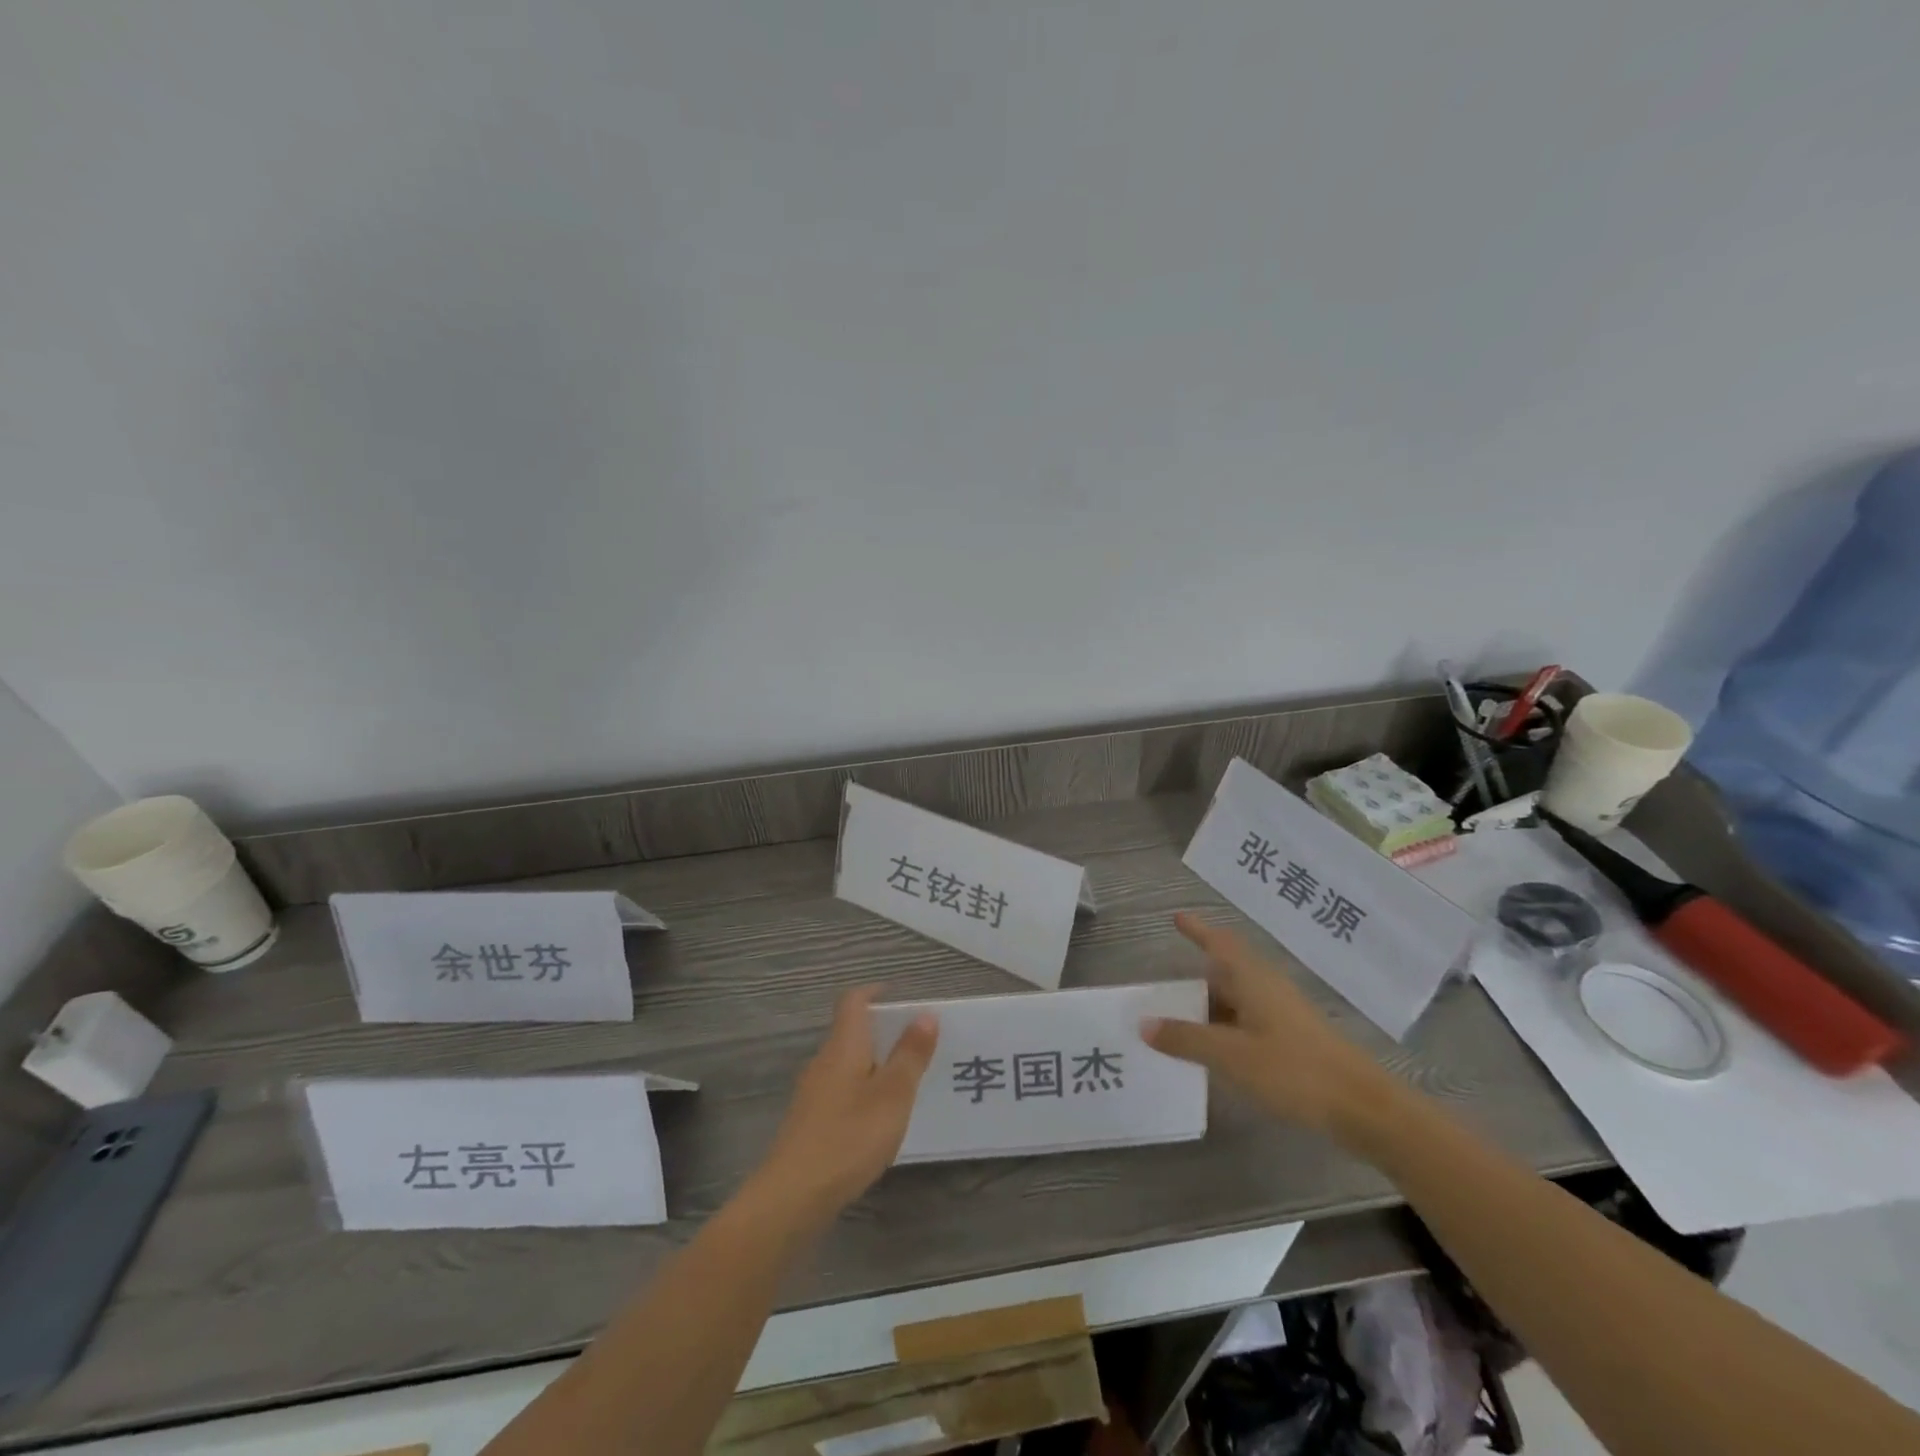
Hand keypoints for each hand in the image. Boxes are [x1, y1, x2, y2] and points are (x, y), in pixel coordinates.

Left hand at [755, 987, 937, 1221]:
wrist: (793, 1196)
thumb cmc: (849, 1137)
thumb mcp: (892, 1095)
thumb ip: (910, 1055)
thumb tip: (925, 1014)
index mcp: (844, 1045)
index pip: (853, 1002)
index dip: (874, 993)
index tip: (900, 997)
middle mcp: (824, 1061)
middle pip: (851, 1032)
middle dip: (882, 1032)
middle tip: (916, 1043)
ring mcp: (813, 1093)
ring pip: (847, 1063)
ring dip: (874, 1064)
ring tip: (905, 1081)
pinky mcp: (810, 1122)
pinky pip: (841, 1091)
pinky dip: (862, 1091)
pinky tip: (878, 1118)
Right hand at [1143, 912, 1394, 1136]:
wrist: (1363, 1107)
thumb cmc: (1293, 1070)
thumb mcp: (1231, 1055)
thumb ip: (1186, 1039)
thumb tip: (1144, 1024)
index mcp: (1253, 979)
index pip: (1220, 944)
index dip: (1198, 930)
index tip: (1177, 918)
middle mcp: (1268, 988)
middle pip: (1227, 971)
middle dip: (1197, 976)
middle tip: (1165, 987)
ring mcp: (1284, 1014)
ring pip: (1238, 998)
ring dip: (1210, 1004)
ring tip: (1180, 1020)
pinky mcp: (1294, 1039)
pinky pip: (1249, 1020)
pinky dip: (1226, 1026)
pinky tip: (1215, 1048)